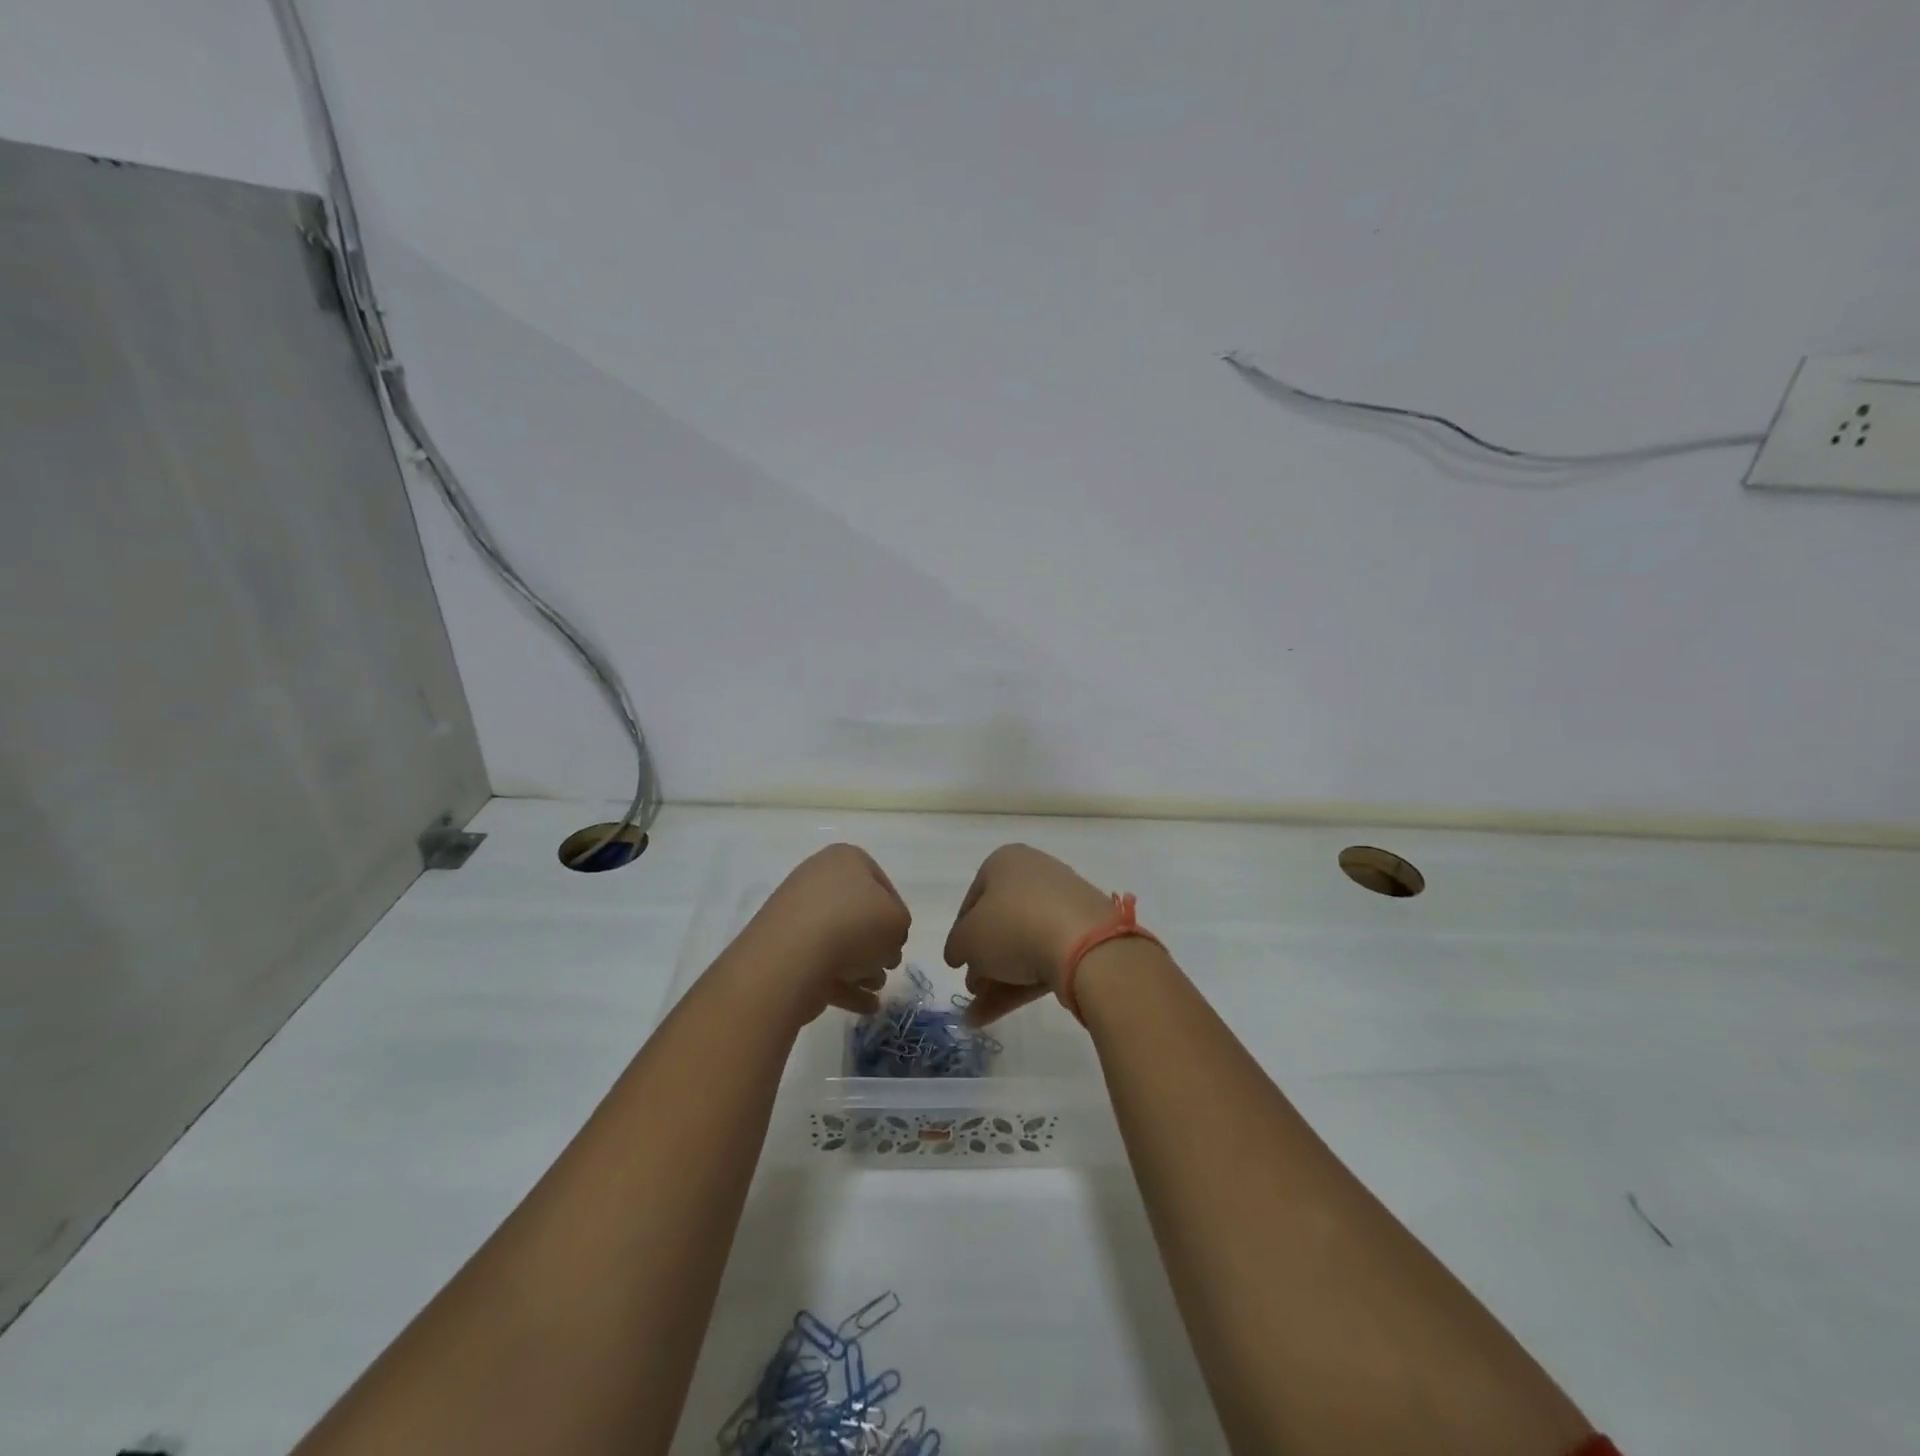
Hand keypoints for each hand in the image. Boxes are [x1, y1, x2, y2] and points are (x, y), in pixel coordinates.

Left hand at [739, 844, 910, 1020]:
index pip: (882, 885)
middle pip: (858, 913)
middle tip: (888, 965)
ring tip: (874, 988)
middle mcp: (817, 880)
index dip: (896, 915)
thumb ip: (899, 927)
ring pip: (839, 941)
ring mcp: (796, 915)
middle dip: (876, 943)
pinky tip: (865, 1005)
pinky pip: (821, 964)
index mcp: (845, 859)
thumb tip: (883, 942)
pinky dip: (843, 984)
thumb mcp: (898, 921)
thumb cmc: (854, 925)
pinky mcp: (783, 949)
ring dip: (862, 965)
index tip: (899, 940)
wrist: (792, 957)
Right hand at [944, 844, 1117, 1025]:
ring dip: (998, 978)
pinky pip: (1046, 956)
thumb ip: (956, 946)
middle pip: (1000, 923)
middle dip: (982, 961)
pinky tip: (998, 1013)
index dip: (961, 932)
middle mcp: (1035, 875)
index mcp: (1005, 861)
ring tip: (978, 1016)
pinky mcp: (1084, 935)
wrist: (1084, 944)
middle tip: (972, 989)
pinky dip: (1022, 983)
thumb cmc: (1012, 926)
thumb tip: (959, 953)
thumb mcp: (966, 938)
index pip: (974, 898)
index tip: (957, 960)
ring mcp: (1063, 905)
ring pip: (1022, 943)